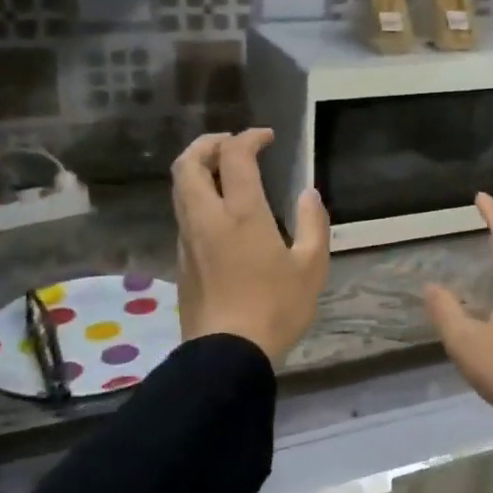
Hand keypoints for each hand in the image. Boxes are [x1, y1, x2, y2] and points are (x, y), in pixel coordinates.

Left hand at [171, 129, 328, 365]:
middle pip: (187, 164)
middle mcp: (207, 218)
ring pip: (180, 189)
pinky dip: (197, 197)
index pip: (235, 156)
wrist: (227, 355)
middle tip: (231, 144)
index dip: (249, 137)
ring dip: (198, 169)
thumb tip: (308, 194)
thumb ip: (312, 224)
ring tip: (224, 172)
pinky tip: (220, 213)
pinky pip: (184, 214)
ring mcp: (188, 239)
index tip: (267, 137)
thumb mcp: (311, 267)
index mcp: (241, 214)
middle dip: (207, 143)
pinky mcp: (181, 261)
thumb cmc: (275, 309)